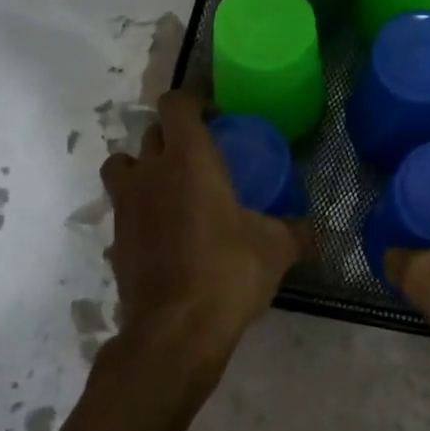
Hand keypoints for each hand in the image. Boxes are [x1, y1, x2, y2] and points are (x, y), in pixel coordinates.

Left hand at [101, 91, 306, 380]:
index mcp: (188, 159)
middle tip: (201, 153)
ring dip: (142, 166)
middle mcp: (150, 173)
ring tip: (170, 186)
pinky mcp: (115, 241)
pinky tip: (164, 234)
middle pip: (150, 132)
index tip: (216, 114)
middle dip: (173, 134)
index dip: (193, 100)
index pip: (176, 104)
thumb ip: (295, 231)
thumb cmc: (229, 271)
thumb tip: (314, 231)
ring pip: (122, 165)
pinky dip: (139, 212)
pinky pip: (123, 211)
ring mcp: (126, 207)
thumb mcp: (276, 248)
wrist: (176, 330)